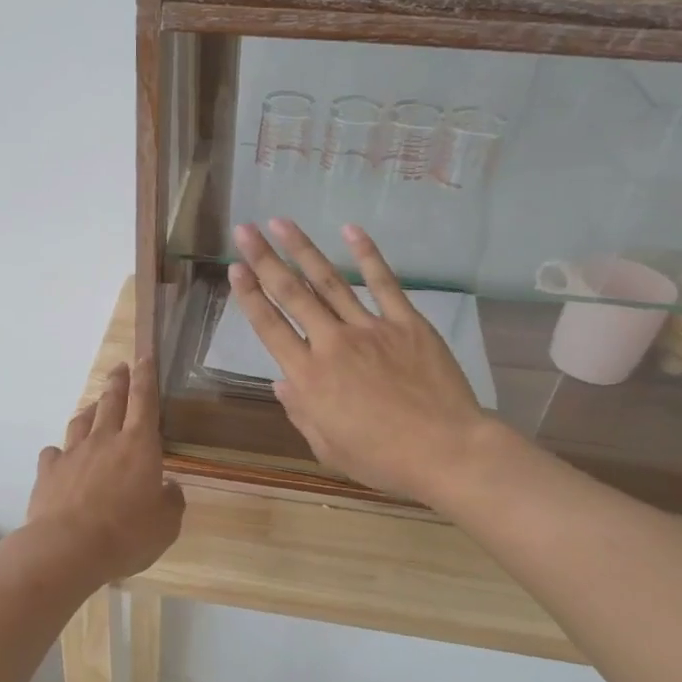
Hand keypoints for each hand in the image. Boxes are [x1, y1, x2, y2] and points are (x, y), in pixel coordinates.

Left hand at [26, 358, 185, 584]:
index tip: (144, 356)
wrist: (68, 549)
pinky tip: (61, 456)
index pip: (144, 400)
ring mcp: (73, 453)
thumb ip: (171, 500)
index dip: (146, 376)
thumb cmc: (127, 535)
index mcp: (139, 445)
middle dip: (118, 382)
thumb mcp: (166, 524)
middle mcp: (105, 440)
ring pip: (81, 421)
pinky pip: (54, 453)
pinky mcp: (48, 471)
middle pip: (111, 401)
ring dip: (90, 409)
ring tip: (94, 406)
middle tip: (120, 368)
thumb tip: (168, 487)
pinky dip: (60, 451)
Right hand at [229, 220, 498, 505]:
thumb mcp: (328, 448)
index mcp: (308, 377)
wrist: (446, 451)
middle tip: (245, 230)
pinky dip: (367, 255)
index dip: (249, 296)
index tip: (235, 268)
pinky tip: (350, 231)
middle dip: (264, 259)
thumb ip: (300, 412)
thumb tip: (281, 383)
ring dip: (303, 250)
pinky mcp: (406, 323)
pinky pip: (384, 283)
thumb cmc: (382, 458)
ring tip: (282, 223)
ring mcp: (370, 329)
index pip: (270, 327)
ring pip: (329, 281)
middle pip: (291, 294)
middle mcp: (331, 344)